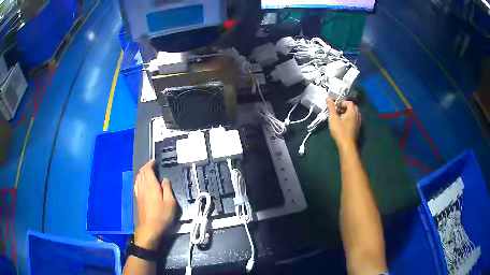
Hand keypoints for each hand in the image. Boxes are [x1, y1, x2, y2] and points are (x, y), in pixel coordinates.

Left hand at [134, 160, 176, 249]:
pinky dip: (139, 179)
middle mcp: (143, 186)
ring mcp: (139, 193)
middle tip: (153, 166)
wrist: (150, 228)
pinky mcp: (137, 198)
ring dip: (142, 172)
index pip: (147, 170)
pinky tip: (142, 183)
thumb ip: (167, 189)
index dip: (150, 164)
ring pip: (138, 178)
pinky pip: (137, 184)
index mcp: (151, 185)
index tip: (155, 161)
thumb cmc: (162, 215)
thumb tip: (164, 180)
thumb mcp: (170, 202)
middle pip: (141, 172)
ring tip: (148, 173)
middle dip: (146, 167)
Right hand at [327, 98, 360, 149]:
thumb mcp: (333, 118)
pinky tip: (344, 123)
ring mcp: (359, 122)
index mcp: (352, 112)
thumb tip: (329, 98)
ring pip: (354, 113)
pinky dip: (350, 118)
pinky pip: (355, 119)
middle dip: (345, 107)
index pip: (349, 102)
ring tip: (340, 117)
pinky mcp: (358, 128)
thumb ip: (331, 108)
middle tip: (338, 110)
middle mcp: (357, 115)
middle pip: (352, 107)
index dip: (342, 102)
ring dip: (347, 113)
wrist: (347, 145)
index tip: (335, 106)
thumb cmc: (340, 131)